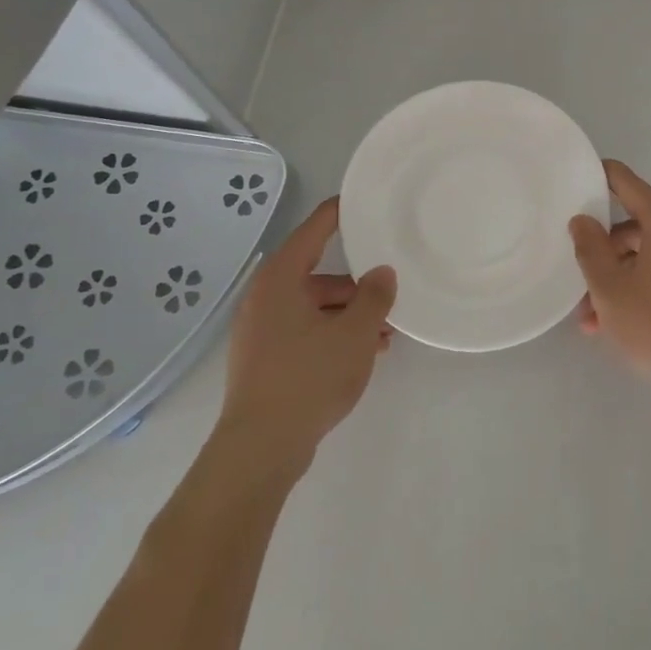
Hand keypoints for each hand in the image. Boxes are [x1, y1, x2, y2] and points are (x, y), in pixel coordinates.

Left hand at [220, 198, 396, 469]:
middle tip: (389, 290)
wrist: (261, 448)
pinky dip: (333, 334)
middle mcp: (265, 298)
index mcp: (280, 280)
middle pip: (317, 274)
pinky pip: (305, 332)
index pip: (313, 230)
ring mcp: (261, 331)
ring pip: (314, 308)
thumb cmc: (308, 377)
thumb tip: (382, 273)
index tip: (360, 201)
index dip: (337, 213)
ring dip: (349, 315)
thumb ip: (374, 296)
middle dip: (356, 285)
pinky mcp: (264, 360)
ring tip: (386, 332)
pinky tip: (364, 353)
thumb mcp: (354, 333)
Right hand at [568, 160, 650, 395]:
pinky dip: (633, 287)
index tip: (573, 178)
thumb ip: (590, 248)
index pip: (626, 182)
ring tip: (588, 316)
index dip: (599, 175)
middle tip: (575, 273)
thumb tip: (582, 220)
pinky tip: (609, 322)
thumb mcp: (608, 287)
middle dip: (600, 250)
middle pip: (631, 224)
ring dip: (613, 277)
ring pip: (641, 254)